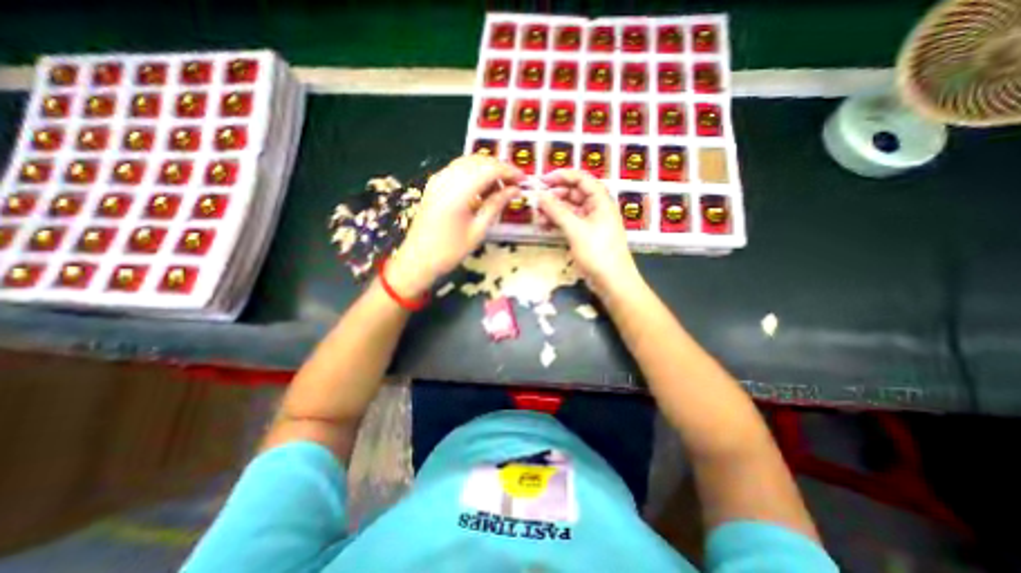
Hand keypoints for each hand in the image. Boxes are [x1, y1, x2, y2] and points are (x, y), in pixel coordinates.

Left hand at [388, 155, 521, 297]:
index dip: (509, 171)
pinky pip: (457, 169)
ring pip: (468, 162)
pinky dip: (473, 173)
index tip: (523, 180)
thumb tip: (514, 190)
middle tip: (514, 183)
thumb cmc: (450, 251)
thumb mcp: (478, 231)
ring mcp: (438, 180)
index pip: (489, 169)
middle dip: (499, 168)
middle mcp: (446, 179)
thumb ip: (496, 205)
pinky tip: (481, 188)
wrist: (418, 259)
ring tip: (500, 187)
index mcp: (457, 192)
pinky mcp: (434, 184)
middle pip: (478, 161)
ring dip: (487, 169)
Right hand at [538, 171, 638, 294]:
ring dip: (554, 211)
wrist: (612, 281)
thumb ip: (557, 211)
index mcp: (600, 200)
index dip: (562, 176)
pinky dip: (558, 223)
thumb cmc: (597, 252)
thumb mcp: (575, 229)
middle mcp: (596, 208)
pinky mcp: (585, 235)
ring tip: (537, 217)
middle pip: (574, 194)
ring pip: (570, 209)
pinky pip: (569, 223)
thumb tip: (540, 196)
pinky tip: (544, 227)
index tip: (542, 180)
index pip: (581, 179)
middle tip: (536, 201)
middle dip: (555, 196)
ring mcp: (591, 222)